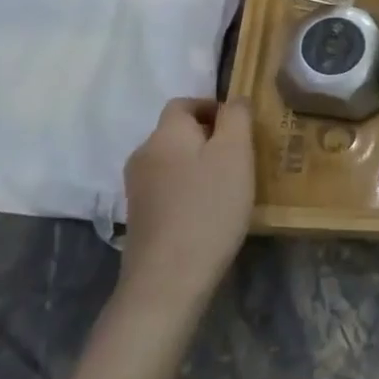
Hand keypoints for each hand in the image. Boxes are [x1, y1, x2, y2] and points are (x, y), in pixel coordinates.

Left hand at [116, 98, 254, 320]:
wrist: (169, 277)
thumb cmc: (209, 207)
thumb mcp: (235, 153)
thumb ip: (237, 117)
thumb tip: (234, 100)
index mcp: (166, 133)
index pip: (185, 103)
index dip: (212, 108)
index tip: (240, 128)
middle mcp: (144, 153)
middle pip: (177, 132)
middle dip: (208, 138)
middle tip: (241, 158)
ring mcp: (137, 187)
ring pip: (173, 161)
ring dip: (198, 165)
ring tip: (228, 186)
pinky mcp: (139, 216)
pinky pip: (167, 188)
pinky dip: (188, 189)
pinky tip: (208, 211)